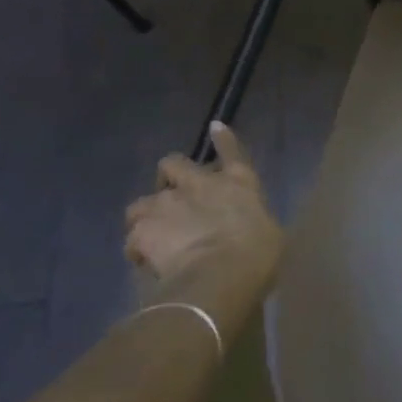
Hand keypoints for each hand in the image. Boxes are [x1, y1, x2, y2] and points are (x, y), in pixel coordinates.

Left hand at [124, 123, 283, 340]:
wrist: (220, 273)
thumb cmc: (257, 253)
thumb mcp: (268, 233)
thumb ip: (252, 221)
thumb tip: (248, 227)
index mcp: (239, 183)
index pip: (232, 152)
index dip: (223, 140)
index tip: (215, 127)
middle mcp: (199, 184)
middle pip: (173, 163)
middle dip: (169, 176)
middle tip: (172, 196)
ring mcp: (166, 204)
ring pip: (142, 202)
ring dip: (147, 215)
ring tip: (153, 235)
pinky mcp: (141, 229)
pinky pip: (132, 238)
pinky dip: (137, 249)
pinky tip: (145, 262)